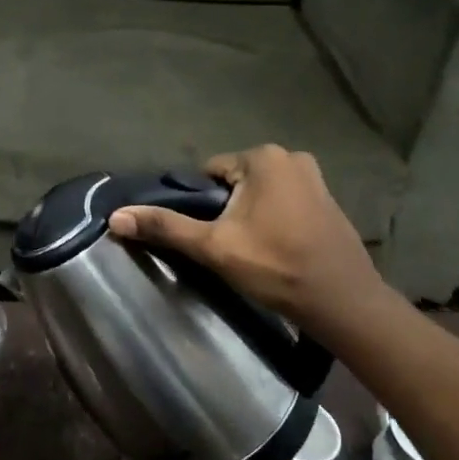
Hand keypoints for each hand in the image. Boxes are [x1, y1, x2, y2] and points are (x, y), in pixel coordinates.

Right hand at [107, 145, 392, 340]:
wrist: (343, 303)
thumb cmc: (276, 267)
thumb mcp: (214, 247)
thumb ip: (165, 227)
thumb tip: (115, 217)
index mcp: (263, 157)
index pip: (208, 174)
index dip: (201, 206)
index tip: (208, 236)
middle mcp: (291, 156)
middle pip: (233, 182)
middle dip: (225, 210)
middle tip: (228, 247)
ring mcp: (314, 177)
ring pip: (257, 194)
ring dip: (248, 216)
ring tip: (251, 251)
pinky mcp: (327, 200)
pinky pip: (282, 202)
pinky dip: (272, 220)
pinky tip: (274, 249)